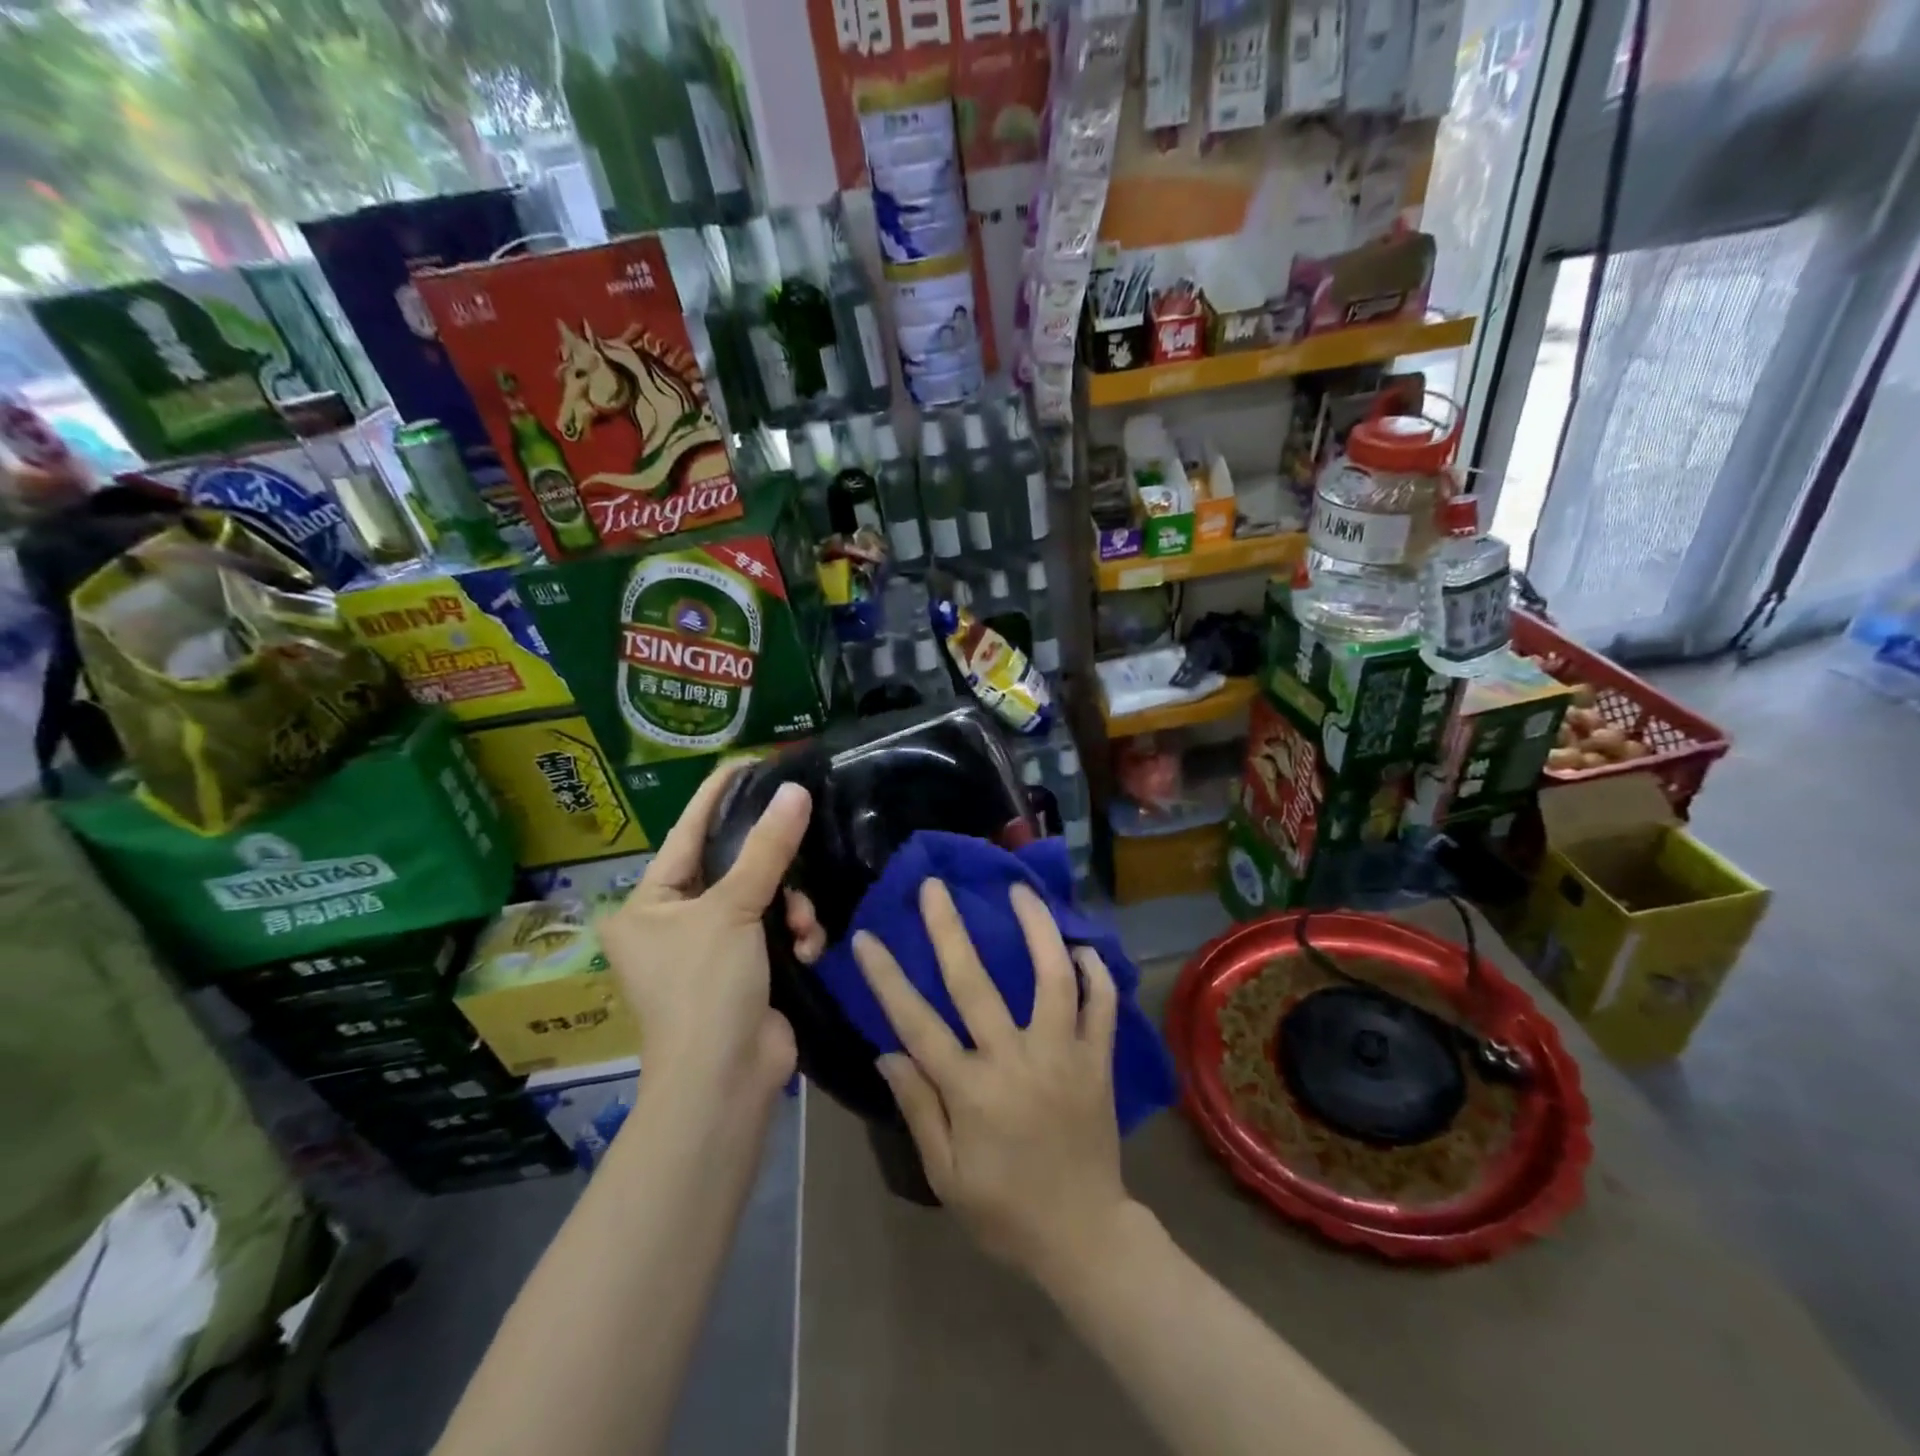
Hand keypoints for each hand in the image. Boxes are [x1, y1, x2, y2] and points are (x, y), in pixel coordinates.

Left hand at [600, 760, 824, 1098]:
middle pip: (733, 865)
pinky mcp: (747, 969)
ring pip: (764, 897)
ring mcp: (712, 948)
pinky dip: (796, 935)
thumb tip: (795, 791)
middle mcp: (675, 921)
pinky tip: (807, 949)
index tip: (752, 762)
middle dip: (772, 865)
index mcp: (648, 903)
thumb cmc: (706, 988)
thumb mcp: (733, 910)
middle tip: (803, 836)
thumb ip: (767, 849)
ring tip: (802, 927)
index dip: (718, 795)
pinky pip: (778, 929)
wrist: (726, 1082)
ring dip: (791, 907)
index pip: (686, 832)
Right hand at [853, 879, 1133, 1282]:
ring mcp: (1064, 1054)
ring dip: (1037, 930)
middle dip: (950, 929)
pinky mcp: (1100, 1061)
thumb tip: (888, 1051)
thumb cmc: (1005, 1209)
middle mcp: (1016, 1059)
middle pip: (977, 983)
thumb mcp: (945, 1174)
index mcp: (970, 1090)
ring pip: (1052, 978)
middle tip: (936, 886)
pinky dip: (1096, 973)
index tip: (867, 937)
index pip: (917, 1022)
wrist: (1084, 1236)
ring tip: (1021, 891)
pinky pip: (1103, 1006)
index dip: (887, 978)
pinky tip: (1083, 946)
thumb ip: (918, 1108)